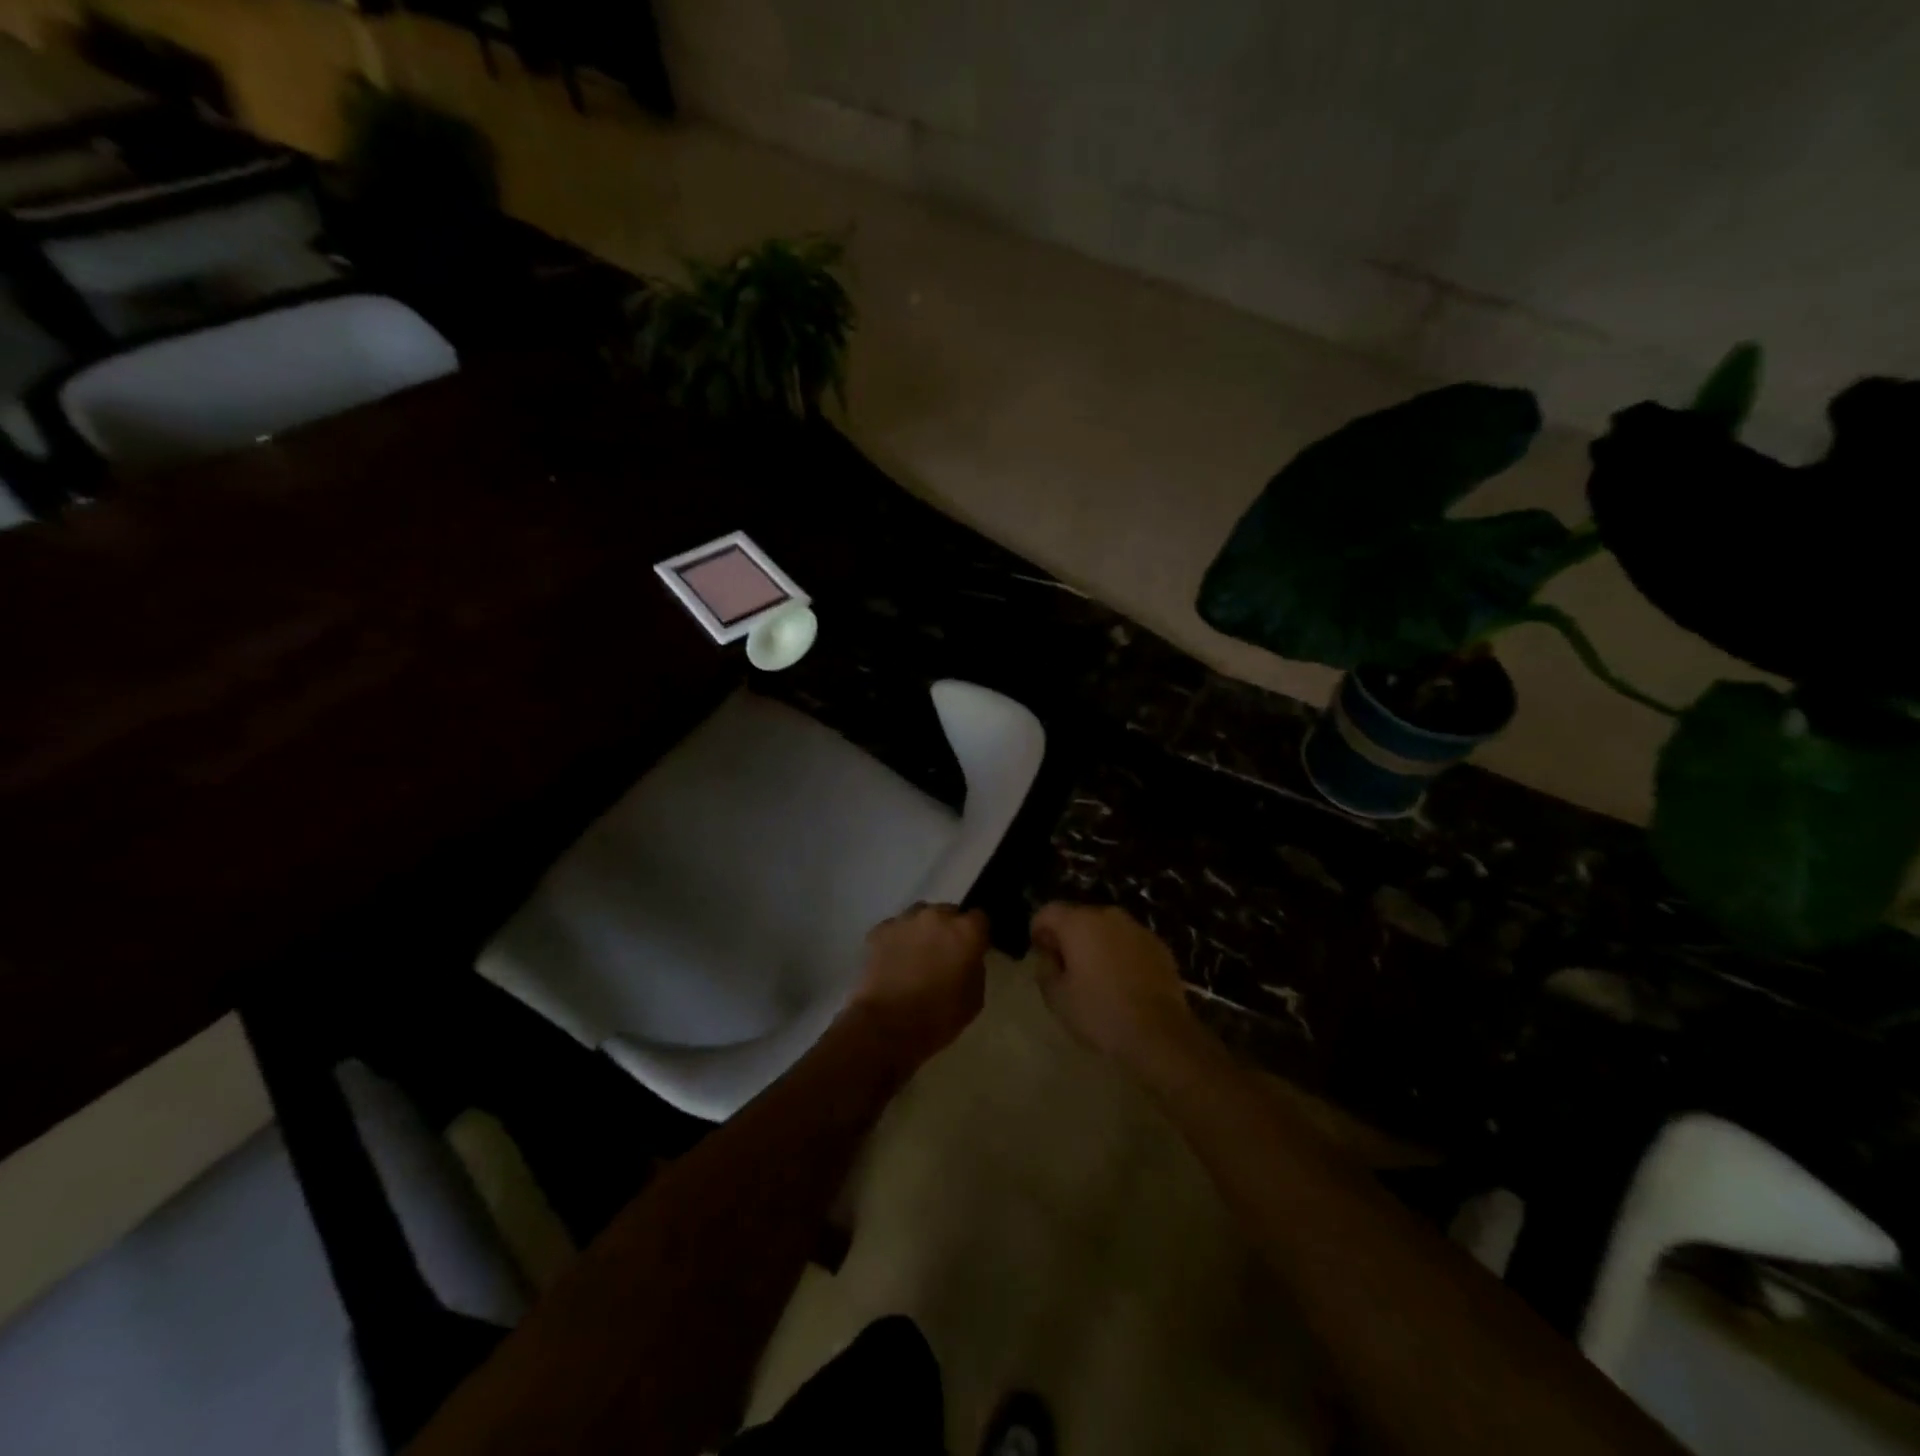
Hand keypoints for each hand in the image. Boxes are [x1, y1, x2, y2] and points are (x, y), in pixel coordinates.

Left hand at [845, 903, 989, 1073]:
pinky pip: (896, 928)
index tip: (973, 948)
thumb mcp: (975, 998)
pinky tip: (895, 960)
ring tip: (917, 955)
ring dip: (923, 930)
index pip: (980, 917)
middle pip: (949, 912)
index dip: (977, 933)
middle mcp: (936, 916)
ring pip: (920, 915)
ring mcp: (905, 920)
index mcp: (966, 931)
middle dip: (949, 929)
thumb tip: (968, 957)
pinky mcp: (880, 930)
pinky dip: (898, 939)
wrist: (887, 1027)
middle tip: (944, 954)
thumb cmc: (939, 1017)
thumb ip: (975, 967)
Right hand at [1029, 903, 1205, 1080]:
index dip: (1038, 930)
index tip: (1040, 954)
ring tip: (1096, 976)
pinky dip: (1120, 954)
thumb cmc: (1100, 1013)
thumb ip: (1045, 967)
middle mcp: (1108, 916)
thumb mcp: (1056, 997)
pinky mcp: (1159, 945)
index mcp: (1078, 923)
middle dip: (1068, 937)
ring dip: (1096, 944)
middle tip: (1066, 968)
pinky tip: (1123, 982)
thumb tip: (1049, 954)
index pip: (1048, 911)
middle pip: (1078, 917)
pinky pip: (1129, 942)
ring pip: (1106, 929)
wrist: (1159, 1034)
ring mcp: (1137, 928)